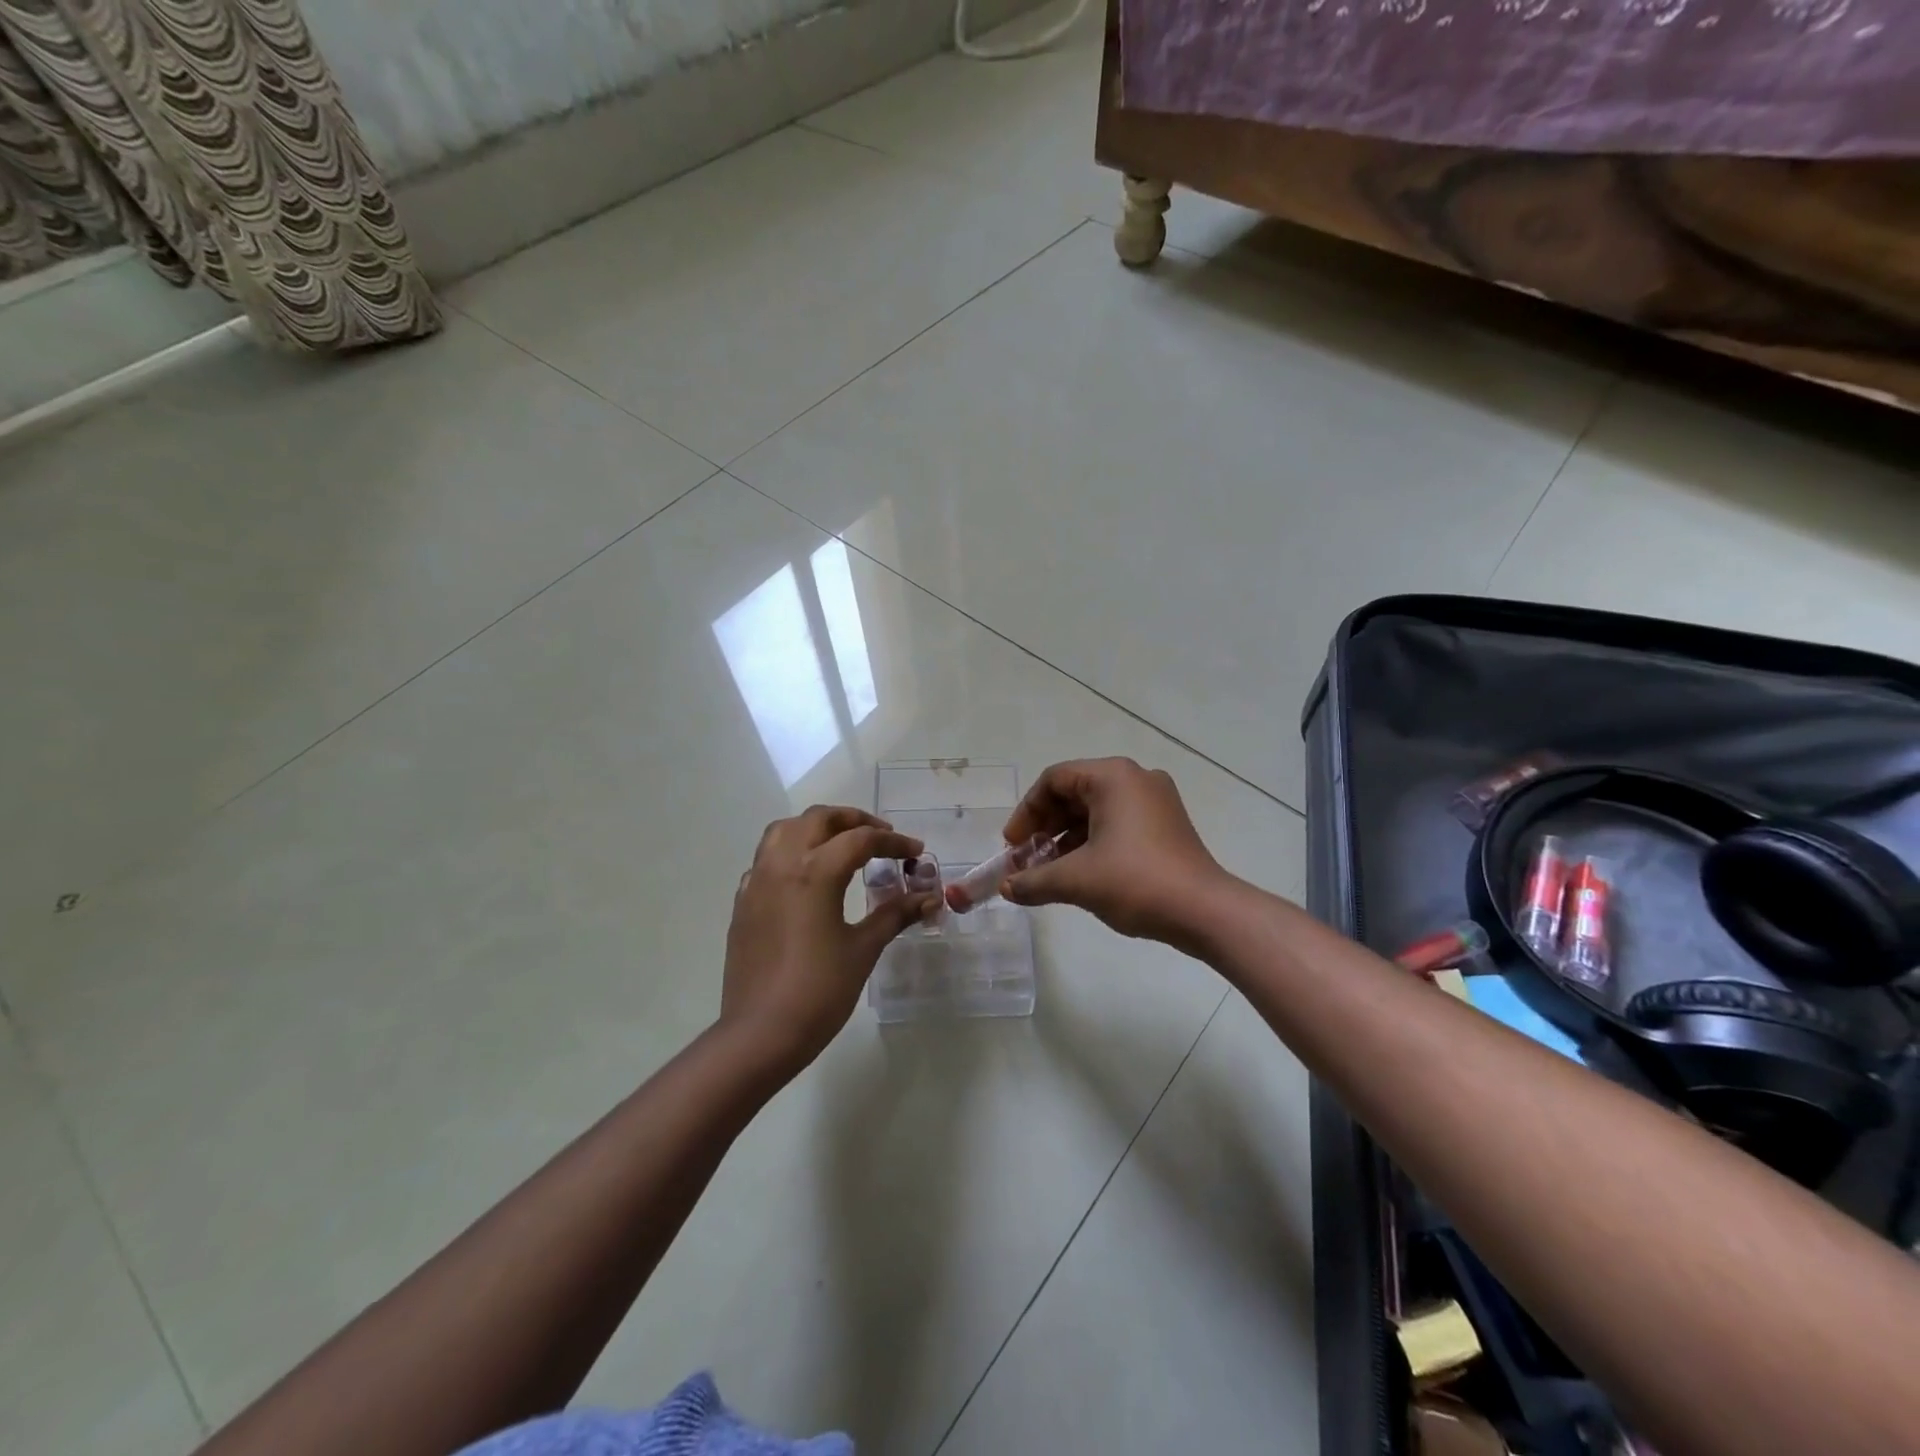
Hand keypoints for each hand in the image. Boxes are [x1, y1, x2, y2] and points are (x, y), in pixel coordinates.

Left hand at [720, 805, 937, 1073]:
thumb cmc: (819, 991)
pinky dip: (790, 852)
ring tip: (841, 845)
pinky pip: (766, 859)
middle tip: (881, 836)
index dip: (894, 842)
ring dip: (816, 827)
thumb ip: (895, 915)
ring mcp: (757, 881)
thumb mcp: (863, 949)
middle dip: (853, 820)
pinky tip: (806, 877)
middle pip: (818, 819)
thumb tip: (929, 897)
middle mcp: (783, 864)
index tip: (916, 853)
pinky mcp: (743, 902)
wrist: (760, 1034)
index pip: (861, 839)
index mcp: (815, 871)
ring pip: (784, 830)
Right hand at [1000, 758, 1228, 945]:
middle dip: (1045, 827)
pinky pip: (1117, 823)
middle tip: (1026, 859)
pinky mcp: (1166, 824)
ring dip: (1066, 838)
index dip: (1026, 812)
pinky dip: (1092, 843)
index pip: (1054, 780)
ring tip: (1047, 871)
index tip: (1012, 846)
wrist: (1205, 911)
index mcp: (1112, 777)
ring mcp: (1155, 801)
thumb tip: (1006, 888)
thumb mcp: (1076, 880)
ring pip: (1095, 811)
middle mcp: (1135, 779)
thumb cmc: (1136, 882)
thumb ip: (1033, 880)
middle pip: (1074, 793)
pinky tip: (1078, 874)